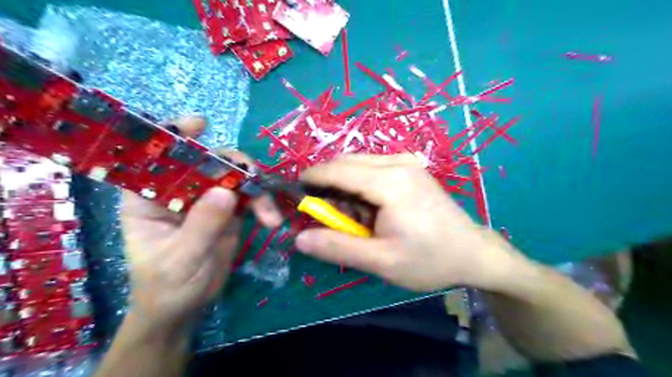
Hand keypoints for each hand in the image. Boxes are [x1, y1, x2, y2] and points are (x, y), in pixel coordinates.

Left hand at [123, 116, 281, 327]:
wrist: (186, 308)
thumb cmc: (168, 286)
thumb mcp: (181, 259)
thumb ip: (202, 225)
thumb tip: (227, 191)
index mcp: (149, 197)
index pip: (158, 157)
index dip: (176, 135)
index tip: (201, 125)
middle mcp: (180, 191)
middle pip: (208, 161)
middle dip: (235, 167)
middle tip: (255, 181)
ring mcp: (207, 200)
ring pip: (235, 177)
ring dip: (257, 190)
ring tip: (270, 216)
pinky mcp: (229, 211)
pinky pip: (249, 196)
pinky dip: (263, 203)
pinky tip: (272, 220)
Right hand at [294, 154, 515, 290]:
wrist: (472, 252)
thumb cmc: (429, 260)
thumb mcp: (381, 261)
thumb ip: (338, 248)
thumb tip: (299, 239)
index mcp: (389, 182)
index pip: (337, 170)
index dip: (311, 179)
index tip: (294, 195)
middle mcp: (397, 162)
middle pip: (345, 162)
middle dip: (325, 182)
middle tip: (321, 212)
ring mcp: (406, 161)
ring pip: (358, 162)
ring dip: (343, 183)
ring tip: (346, 213)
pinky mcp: (410, 167)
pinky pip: (372, 166)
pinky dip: (359, 181)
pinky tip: (366, 205)